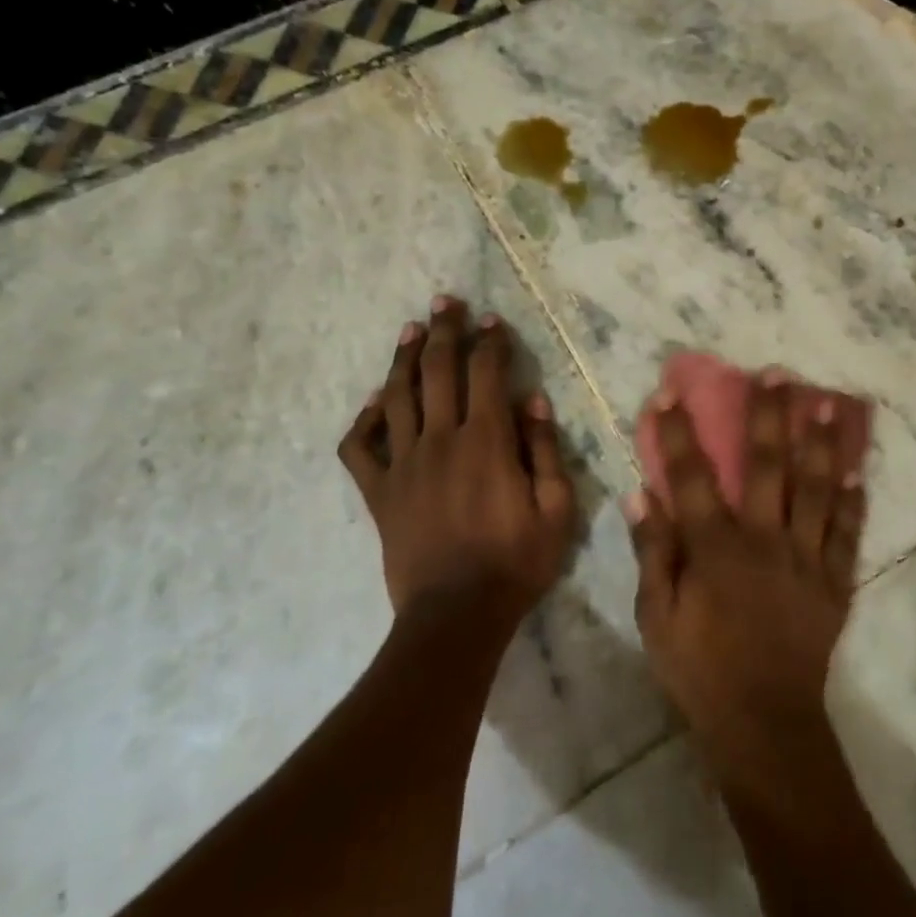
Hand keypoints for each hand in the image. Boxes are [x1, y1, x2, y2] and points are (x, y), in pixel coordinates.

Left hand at [338, 296, 575, 624]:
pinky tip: (375, 403)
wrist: (456, 615)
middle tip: (445, 301)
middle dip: (444, 331)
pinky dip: (364, 420)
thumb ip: (544, 450)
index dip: (491, 342)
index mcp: (486, 441)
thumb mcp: (556, 509)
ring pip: (397, 397)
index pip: (486, 374)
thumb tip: (534, 401)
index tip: (493, 321)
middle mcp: (440, 440)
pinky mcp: (379, 492)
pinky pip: (360, 447)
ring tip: (410, 330)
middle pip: (438, 370)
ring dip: (404, 359)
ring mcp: (403, 464)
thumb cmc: (516, 562)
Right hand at [628, 375, 867, 812]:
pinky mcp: (834, 583)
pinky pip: (847, 535)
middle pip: (768, 466)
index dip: (679, 433)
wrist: (763, 724)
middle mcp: (764, 540)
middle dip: (770, 416)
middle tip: (777, 373)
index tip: (673, 393)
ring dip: (822, 443)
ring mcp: (806, 559)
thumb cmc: (700, 671)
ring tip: (828, 402)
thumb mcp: (656, 618)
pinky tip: (860, 472)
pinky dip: (854, 503)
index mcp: (716, 547)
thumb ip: (652, 553)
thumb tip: (640, 497)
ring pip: (816, 489)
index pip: (691, 477)